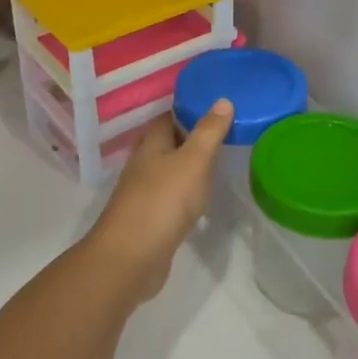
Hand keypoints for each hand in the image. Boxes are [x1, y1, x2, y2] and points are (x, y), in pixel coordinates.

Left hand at [83, 100, 233, 302]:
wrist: (131, 257)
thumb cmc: (163, 201)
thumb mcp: (193, 161)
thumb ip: (209, 132)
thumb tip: (222, 100)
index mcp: (151, 143)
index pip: (169, 116)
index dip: (191, 108)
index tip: (218, 104)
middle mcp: (144, 163)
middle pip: (169, 141)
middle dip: (193, 135)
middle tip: (226, 130)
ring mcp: (144, 192)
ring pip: (170, 169)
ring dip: (190, 164)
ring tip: (220, 160)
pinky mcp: (150, 217)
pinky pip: (171, 195)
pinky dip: (187, 190)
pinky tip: (203, 196)